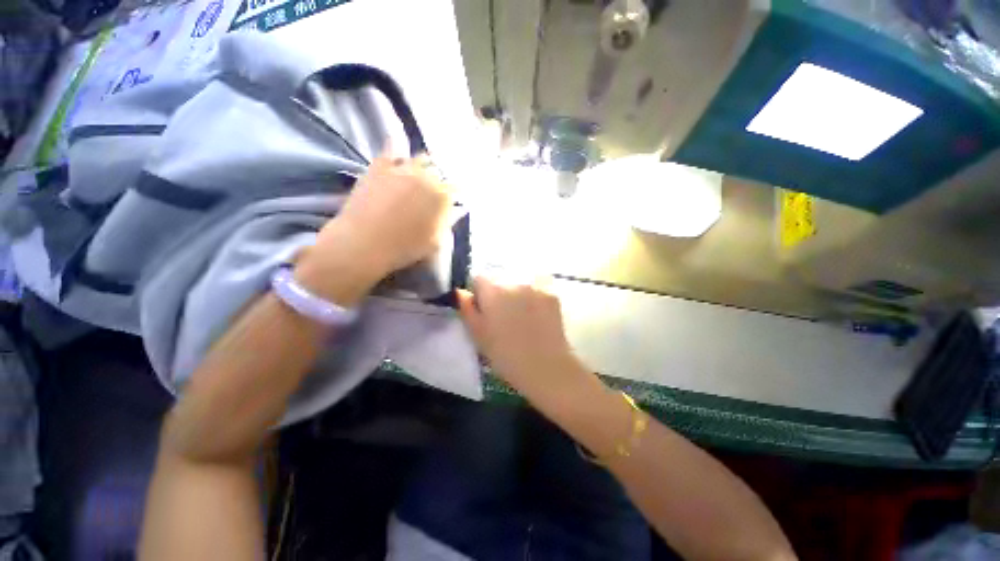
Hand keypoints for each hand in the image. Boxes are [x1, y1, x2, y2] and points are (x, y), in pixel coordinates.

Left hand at [296, 152, 452, 304]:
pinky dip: (398, 145)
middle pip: (441, 172)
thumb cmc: (404, 248)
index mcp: (442, 196)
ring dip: (426, 165)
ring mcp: (402, 168)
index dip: (456, 194)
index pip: (456, 188)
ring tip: (422, 172)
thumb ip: (448, 221)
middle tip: (438, 188)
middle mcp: (426, 177)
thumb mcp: (435, 241)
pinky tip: (398, 144)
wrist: (363, 244)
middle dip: (442, 180)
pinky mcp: (380, 165)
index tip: (454, 199)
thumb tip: (458, 209)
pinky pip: (392, 146)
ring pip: (422, 158)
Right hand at [457, 275, 588, 401]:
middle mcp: (514, 282)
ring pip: (519, 283)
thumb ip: (467, 309)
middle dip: (498, 293)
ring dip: (517, 293)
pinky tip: (537, 315)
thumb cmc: (505, 355)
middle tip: (503, 316)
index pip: (478, 278)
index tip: (483, 309)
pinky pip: (537, 289)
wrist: (545, 367)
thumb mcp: (478, 335)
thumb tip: (461, 292)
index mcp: (492, 291)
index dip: (478, 293)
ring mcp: (536, 287)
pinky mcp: (552, 294)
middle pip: (500, 279)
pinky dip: (534, 297)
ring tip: (522, 317)